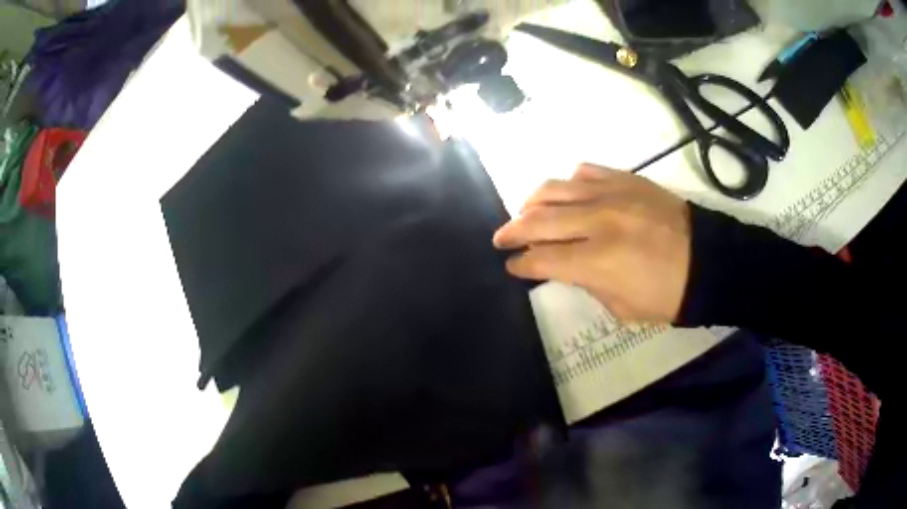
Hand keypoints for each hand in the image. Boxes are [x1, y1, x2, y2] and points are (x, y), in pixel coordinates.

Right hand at [492, 164, 691, 322]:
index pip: (543, 259)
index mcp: (598, 261)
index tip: (512, 265)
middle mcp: (598, 222)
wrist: (708, 261)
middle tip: (501, 238)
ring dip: (532, 202)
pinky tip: (569, 194)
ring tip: (525, 212)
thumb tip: (565, 266)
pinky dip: (569, 182)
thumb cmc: (668, 295)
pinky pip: (585, 171)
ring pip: (555, 188)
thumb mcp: (623, 308)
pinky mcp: (627, 179)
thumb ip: (587, 284)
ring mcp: (612, 195)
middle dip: (513, 231)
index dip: (522, 264)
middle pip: (539, 220)